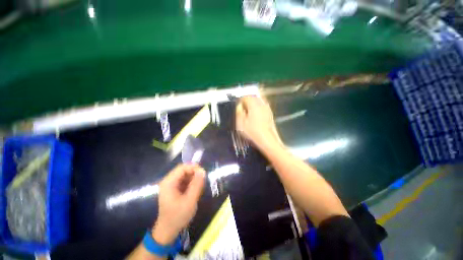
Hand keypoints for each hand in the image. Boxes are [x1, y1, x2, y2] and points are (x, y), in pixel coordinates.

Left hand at [152, 164, 205, 244]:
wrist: (168, 231)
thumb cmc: (178, 217)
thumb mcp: (190, 201)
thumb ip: (197, 185)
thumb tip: (203, 171)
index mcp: (169, 182)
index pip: (182, 167)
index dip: (194, 168)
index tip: (203, 174)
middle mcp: (169, 181)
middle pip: (184, 170)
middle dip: (194, 173)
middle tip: (203, 181)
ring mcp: (171, 185)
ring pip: (185, 175)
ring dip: (194, 178)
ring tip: (199, 187)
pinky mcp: (174, 189)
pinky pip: (185, 180)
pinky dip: (192, 183)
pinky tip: (195, 190)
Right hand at [236, 96, 282, 148]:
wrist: (267, 140)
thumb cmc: (252, 132)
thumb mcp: (241, 122)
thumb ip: (239, 112)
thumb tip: (239, 105)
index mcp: (253, 104)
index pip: (245, 97)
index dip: (240, 100)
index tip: (237, 106)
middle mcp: (261, 104)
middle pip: (253, 97)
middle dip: (247, 101)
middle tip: (242, 108)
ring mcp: (267, 108)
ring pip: (259, 101)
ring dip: (253, 104)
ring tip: (248, 111)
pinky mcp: (270, 113)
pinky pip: (263, 106)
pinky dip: (258, 107)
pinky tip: (256, 115)